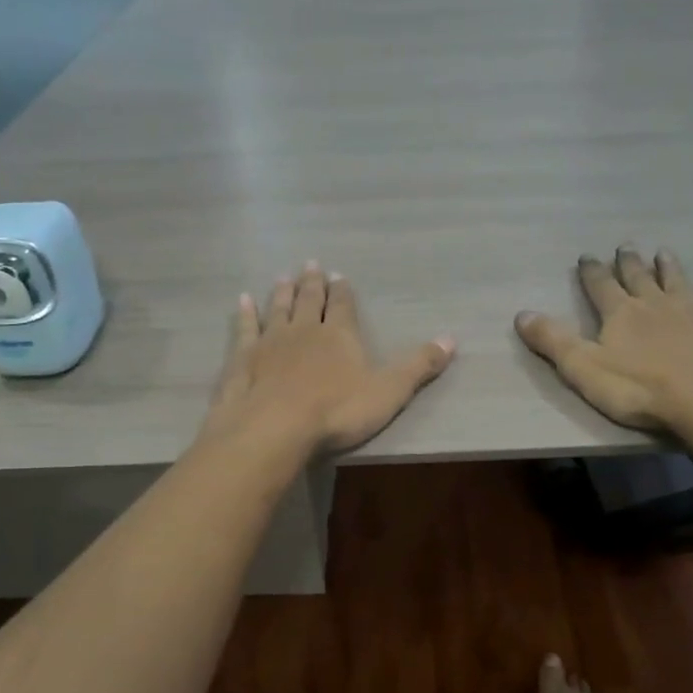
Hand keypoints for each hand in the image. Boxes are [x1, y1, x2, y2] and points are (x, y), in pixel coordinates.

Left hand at [205, 261, 454, 454]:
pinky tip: (241, 301)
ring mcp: (270, 341)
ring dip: (281, 293)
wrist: (275, 428)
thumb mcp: (389, 391)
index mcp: (340, 335)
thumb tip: (451, 339)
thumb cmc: (337, 411)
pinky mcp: (243, 358)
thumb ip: (418, 366)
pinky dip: (244, 314)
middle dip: (312, 283)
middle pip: (309, 300)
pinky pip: (244, 329)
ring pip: (278, 309)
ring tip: (283, 277)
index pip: (343, 305)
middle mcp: (304, 329)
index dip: (342, 291)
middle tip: (310, 264)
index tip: (339, 276)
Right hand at [515, 246, 692, 434]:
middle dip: (628, 262)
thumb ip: (552, 341)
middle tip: (625, 246)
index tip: (587, 256)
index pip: (600, 286)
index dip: (591, 271)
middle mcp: (655, 304)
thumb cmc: (639, 389)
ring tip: (664, 251)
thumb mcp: (583, 368)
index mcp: (620, 313)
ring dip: (669, 268)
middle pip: (638, 277)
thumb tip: (521, 314)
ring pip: (678, 282)